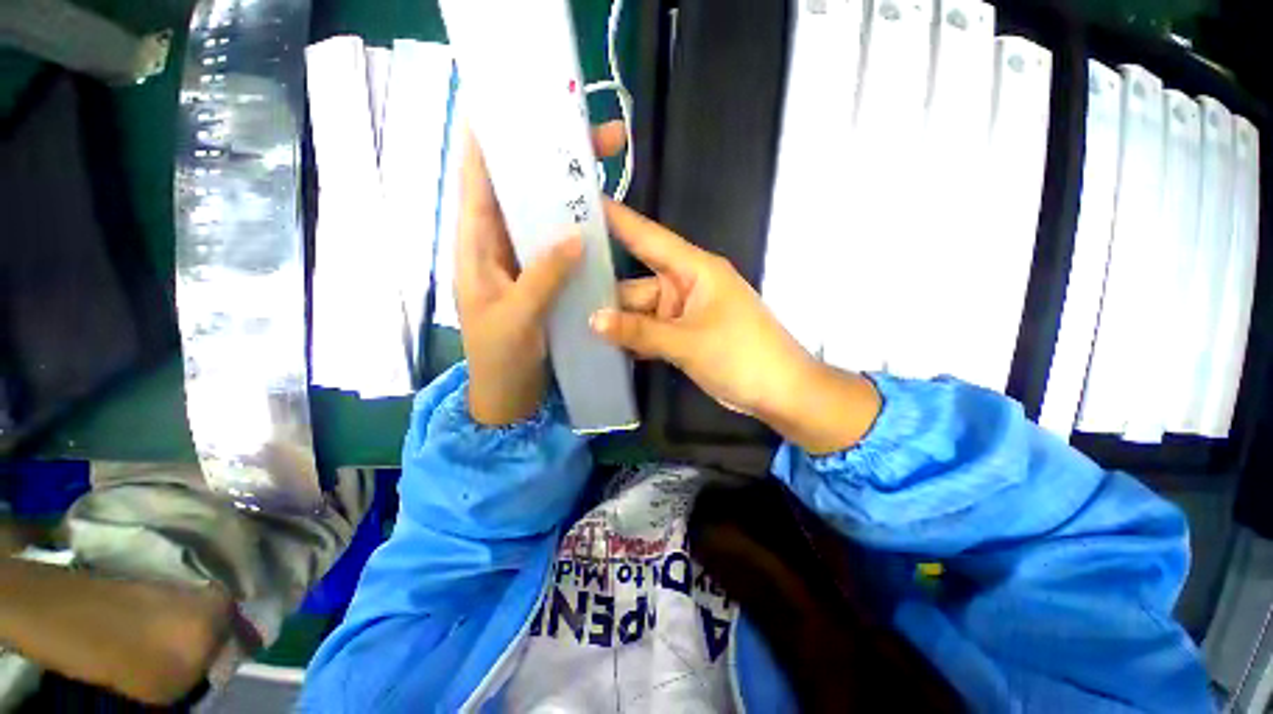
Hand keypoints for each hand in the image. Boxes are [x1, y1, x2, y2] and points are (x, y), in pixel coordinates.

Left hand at [456, 121, 626, 425]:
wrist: (508, 393)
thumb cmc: (499, 358)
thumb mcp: (517, 317)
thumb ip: (543, 276)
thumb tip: (576, 235)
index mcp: (475, 249)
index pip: (478, 182)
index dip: (491, 142)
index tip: (516, 107)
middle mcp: (495, 247)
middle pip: (516, 192)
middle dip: (544, 161)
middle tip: (585, 135)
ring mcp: (521, 263)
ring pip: (539, 217)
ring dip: (563, 193)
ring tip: (595, 165)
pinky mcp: (540, 278)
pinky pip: (556, 245)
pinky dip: (573, 228)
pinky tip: (594, 217)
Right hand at [590, 204, 880, 453]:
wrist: (780, 392)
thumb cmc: (742, 356)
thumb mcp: (688, 342)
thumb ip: (639, 332)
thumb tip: (593, 321)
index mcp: (695, 270)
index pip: (649, 237)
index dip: (617, 220)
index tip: (582, 202)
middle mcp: (686, 285)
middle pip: (637, 283)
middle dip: (604, 289)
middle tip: (558, 285)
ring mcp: (684, 313)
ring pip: (641, 311)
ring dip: (616, 320)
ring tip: (570, 318)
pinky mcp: (683, 335)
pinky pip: (650, 331)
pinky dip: (632, 337)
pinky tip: (602, 343)